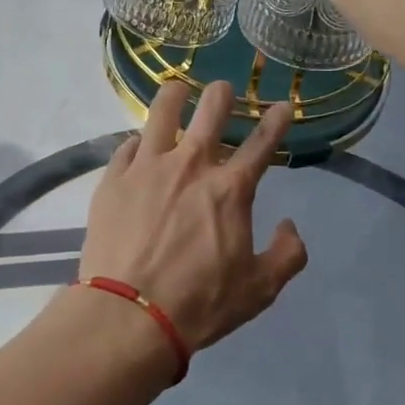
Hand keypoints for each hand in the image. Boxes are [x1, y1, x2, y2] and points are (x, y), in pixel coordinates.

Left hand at [81, 80, 307, 351]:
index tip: (283, 105)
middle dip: (223, 94)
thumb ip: (286, 255)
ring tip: (178, 90)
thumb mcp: (259, 290)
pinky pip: (126, 144)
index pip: (262, 142)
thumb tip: (290, 226)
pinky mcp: (114, 178)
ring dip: (175, 96)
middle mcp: (190, 165)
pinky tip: (139, 145)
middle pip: (211, 109)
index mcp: (230, 189)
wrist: (128, 314)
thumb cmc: (199, 303)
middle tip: (224, 91)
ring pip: (162, 111)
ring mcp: (147, 167)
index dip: (276, 119)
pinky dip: (139, 141)